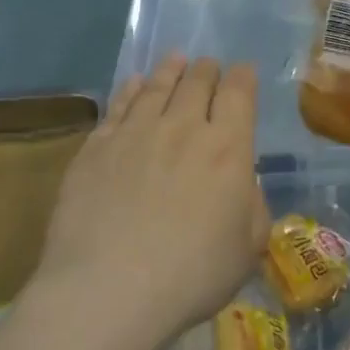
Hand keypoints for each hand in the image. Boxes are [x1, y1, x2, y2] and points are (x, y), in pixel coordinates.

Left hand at [37, 54, 267, 347]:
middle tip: (208, 65)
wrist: (109, 290)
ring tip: (175, 60)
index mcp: (228, 149)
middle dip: (207, 69)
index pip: (239, 94)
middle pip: (197, 82)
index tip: (243, 71)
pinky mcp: (96, 147)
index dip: (243, 77)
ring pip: (156, 87)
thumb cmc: (192, 275)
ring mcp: (135, 133)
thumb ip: (252, 207)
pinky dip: (131, 89)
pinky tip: (134, 84)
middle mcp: (183, 128)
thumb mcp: (247, 248)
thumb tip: (242, 184)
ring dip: (170, 70)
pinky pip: (118, 106)